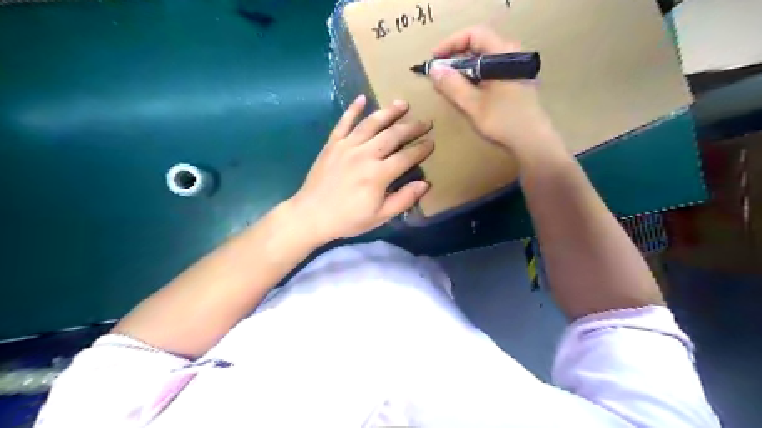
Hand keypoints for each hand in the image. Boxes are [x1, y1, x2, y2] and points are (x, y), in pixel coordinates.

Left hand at [291, 95, 434, 243]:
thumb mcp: (380, 217)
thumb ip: (404, 199)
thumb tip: (425, 184)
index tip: (432, 143)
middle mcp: (365, 154)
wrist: (311, 215)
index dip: (421, 149)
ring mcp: (346, 146)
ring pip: (371, 124)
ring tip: (403, 104)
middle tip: (425, 121)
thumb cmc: (348, 219)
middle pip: (393, 135)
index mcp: (378, 174)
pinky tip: (362, 98)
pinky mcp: (332, 144)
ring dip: (388, 112)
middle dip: (411, 127)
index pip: (406, 157)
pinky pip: (343, 122)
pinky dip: (352, 109)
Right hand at [427, 25, 564, 166]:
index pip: (474, 35)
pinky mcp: (514, 81)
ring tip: (448, 84)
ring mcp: (514, 69)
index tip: (434, 60)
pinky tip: (465, 92)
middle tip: (438, 74)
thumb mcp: (473, 105)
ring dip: (463, 69)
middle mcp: (511, 56)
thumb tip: (434, 69)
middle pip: (478, 45)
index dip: (450, 44)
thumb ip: (452, 85)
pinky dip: (474, 77)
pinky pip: (489, 70)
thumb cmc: (504, 122)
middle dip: (455, 57)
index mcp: (504, 55)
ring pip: (483, 60)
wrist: (532, 142)